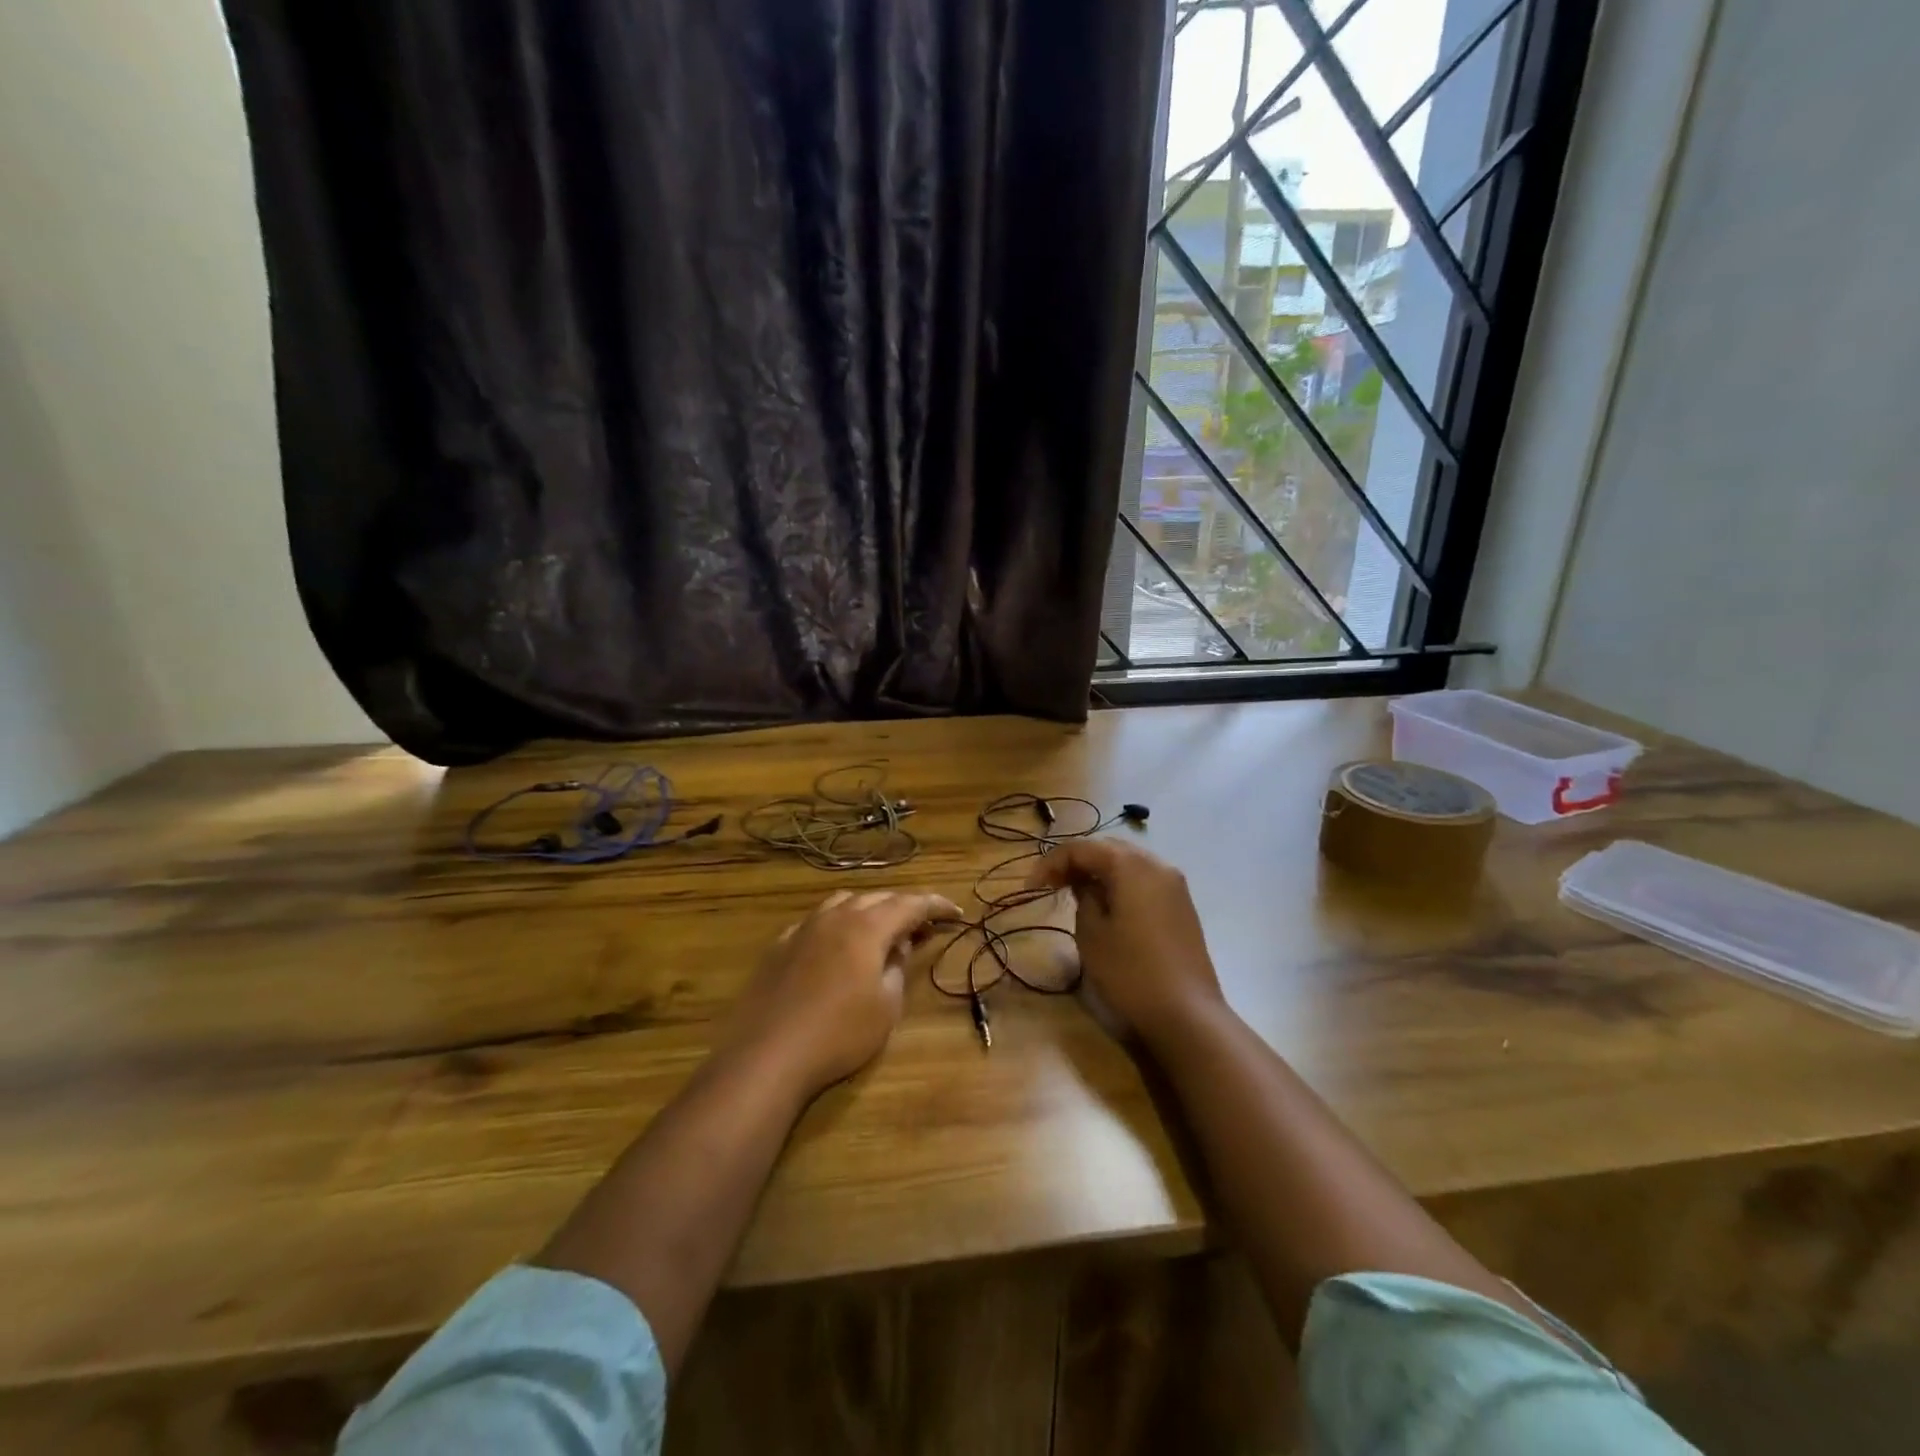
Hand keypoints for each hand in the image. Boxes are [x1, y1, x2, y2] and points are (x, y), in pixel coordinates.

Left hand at [724, 889, 959, 1098]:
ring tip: (882, 931)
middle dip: (904, 908)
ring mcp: (804, 928)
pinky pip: (817, 921)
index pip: (910, 904)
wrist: (768, 1055)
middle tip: (924, 926)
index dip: (936, 906)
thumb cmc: (838, 1034)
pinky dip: (838, 924)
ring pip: (844, 903)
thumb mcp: (885, 1007)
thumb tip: (898, 946)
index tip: (957, 913)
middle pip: (878, 898)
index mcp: (867, 927)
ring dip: (869, 910)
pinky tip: (837, 947)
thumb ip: (897, 968)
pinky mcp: (780, 945)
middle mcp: (835, 917)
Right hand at [1027, 841, 1225, 1046]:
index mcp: (1130, 865)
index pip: (1081, 848)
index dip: (1051, 863)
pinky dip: (1120, 883)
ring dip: (1099, 871)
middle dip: (1076, 861)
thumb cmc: (1131, 972)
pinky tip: (1107, 905)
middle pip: (1108, 849)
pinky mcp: (1182, 905)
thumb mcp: (1091, 933)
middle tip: (1051, 885)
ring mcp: (1175, 885)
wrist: (1187, 1013)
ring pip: (1128, 863)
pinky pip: (1144, 880)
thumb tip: (1085, 884)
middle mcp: (1156, 864)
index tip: (1031, 887)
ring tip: (1075, 892)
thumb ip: (1083, 897)